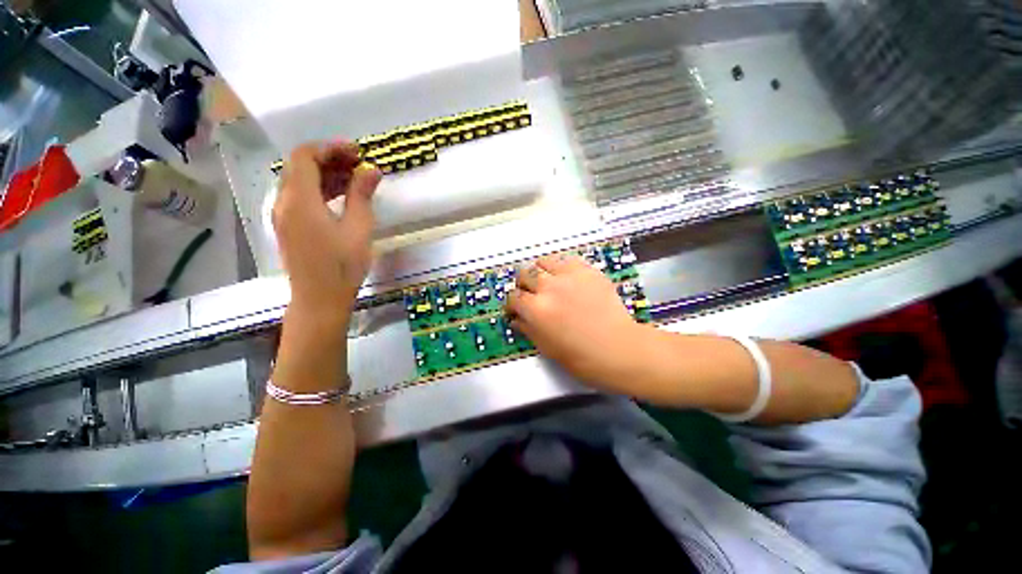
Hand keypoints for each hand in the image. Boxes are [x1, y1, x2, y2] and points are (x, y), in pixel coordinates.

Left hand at [273, 142, 381, 315]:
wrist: (320, 299)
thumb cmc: (342, 266)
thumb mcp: (358, 229)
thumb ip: (362, 196)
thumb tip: (372, 169)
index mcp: (299, 200)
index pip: (305, 156)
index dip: (330, 148)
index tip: (357, 152)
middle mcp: (284, 202)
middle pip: (300, 166)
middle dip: (330, 159)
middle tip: (359, 165)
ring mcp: (283, 215)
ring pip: (300, 181)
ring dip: (326, 174)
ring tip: (355, 179)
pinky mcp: (289, 226)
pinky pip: (300, 197)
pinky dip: (320, 190)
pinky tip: (342, 197)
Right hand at [506, 254, 649, 390]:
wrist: (618, 348)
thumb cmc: (581, 357)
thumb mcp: (547, 348)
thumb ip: (527, 329)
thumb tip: (515, 319)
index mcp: (536, 309)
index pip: (513, 297)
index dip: (511, 304)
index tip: (515, 309)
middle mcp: (549, 287)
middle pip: (525, 273)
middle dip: (523, 285)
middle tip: (530, 294)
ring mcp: (569, 276)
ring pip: (543, 261)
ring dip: (540, 272)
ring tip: (546, 282)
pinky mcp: (587, 270)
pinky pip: (566, 260)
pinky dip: (560, 267)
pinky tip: (566, 279)